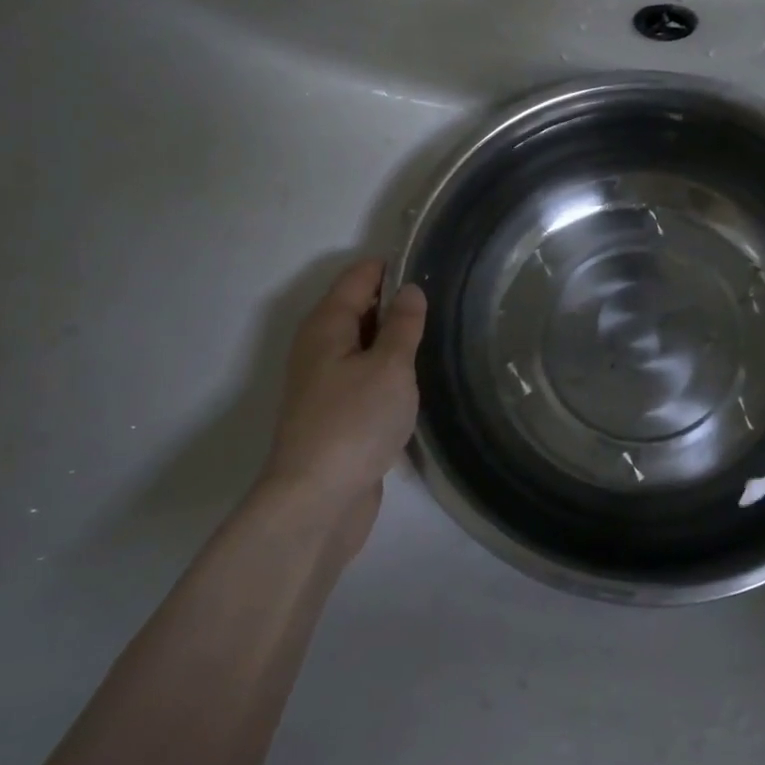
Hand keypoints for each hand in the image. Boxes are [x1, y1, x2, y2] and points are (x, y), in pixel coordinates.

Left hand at [256, 258, 426, 549]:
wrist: (318, 500)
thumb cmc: (354, 422)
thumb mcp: (389, 366)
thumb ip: (402, 325)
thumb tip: (409, 289)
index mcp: (326, 326)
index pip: (358, 277)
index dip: (391, 267)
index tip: (432, 265)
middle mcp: (320, 348)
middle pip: (359, 309)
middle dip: (396, 302)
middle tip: (445, 300)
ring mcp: (326, 384)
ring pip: (364, 346)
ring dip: (395, 340)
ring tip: (440, 335)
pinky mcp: (337, 414)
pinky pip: (366, 377)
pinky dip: (389, 371)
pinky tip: (418, 380)